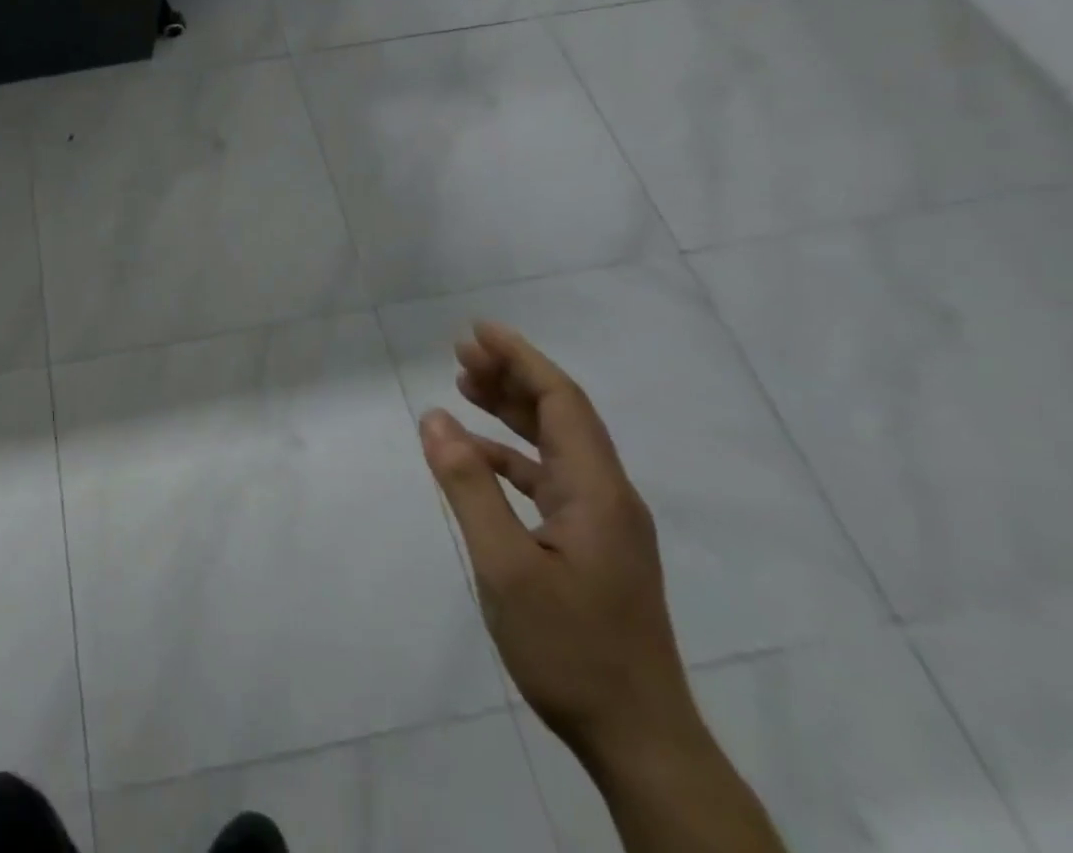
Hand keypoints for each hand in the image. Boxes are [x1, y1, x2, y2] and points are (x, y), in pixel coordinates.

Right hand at [419, 322, 698, 768]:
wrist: (639, 741)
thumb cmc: (571, 649)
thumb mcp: (505, 566)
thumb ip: (469, 487)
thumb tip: (434, 418)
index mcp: (597, 490)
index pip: (561, 400)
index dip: (521, 358)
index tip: (478, 330)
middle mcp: (606, 495)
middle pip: (560, 415)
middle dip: (512, 376)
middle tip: (461, 352)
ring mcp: (602, 523)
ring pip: (554, 445)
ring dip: (511, 412)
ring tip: (464, 385)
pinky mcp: (591, 547)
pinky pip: (547, 479)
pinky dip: (510, 457)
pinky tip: (475, 457)